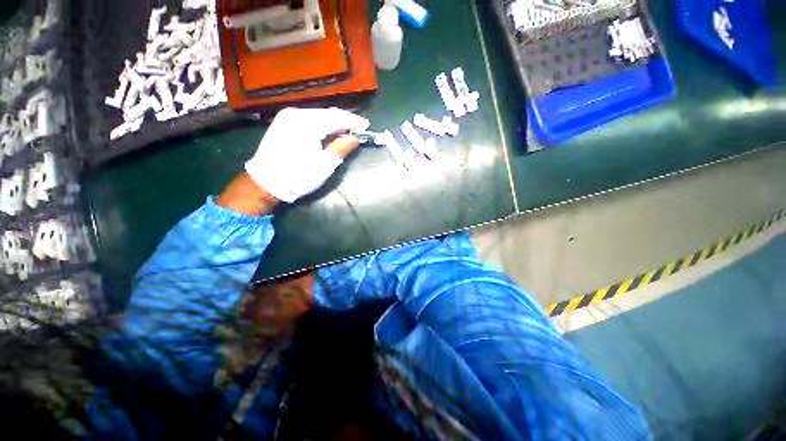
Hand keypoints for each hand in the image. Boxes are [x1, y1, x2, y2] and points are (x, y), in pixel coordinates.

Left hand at [245, 107, 369, 203]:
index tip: (366, 126)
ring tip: (346, 131)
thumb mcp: (325, 165)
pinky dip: (321, 124)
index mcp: (307, 123)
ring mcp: (287, 116)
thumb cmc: (298, 176)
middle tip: (358, 129)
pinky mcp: (283, 122)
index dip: (353, 121)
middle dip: (344, 121)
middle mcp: (296, 113)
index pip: (336, 117)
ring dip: (333, 123)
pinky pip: (308, 119)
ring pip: (317, 115)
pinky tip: (329, 131)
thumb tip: (356, 138)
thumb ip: (341, 148)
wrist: (266, 182)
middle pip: (327, 113)